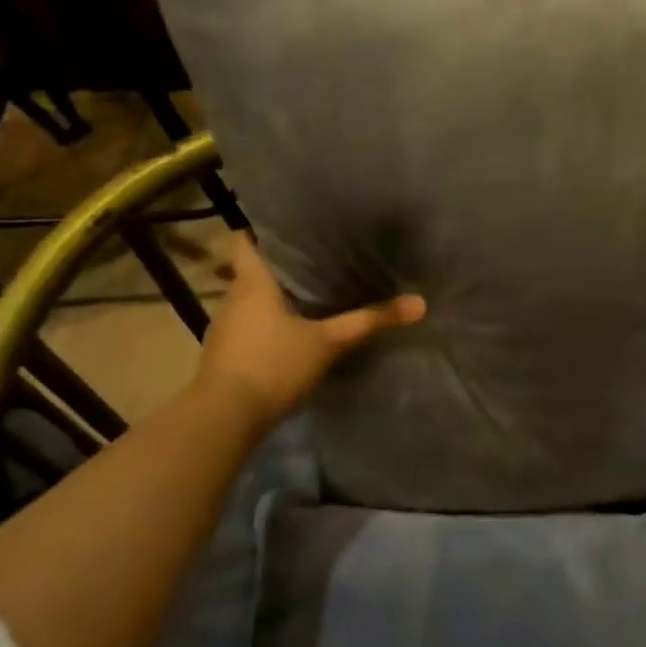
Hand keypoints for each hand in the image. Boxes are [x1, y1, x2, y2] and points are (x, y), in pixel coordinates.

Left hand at [193, 233, 425, 423]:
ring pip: (251, 299)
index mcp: (253, 282)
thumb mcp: (330, 342)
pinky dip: (268, 322)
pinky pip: (249, 325)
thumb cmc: (274, 365)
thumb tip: (420, 303)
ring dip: (274, 296)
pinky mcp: (226, 353)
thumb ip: (370, 321)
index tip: (293, 228)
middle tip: (317, 258)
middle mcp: (233, 298)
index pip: (244, 239)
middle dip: (281, 265)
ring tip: (311, 292)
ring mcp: (225, 327)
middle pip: (252, 269)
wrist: (225, 418)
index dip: (262, 230)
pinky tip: (293, 332)